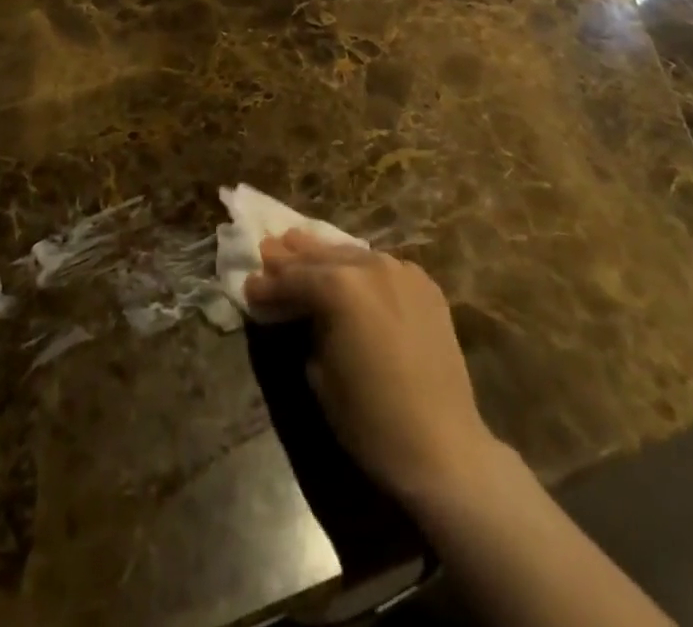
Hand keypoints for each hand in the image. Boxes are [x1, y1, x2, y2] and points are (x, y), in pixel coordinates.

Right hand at [244, 231, 495, 510]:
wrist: (443, 447)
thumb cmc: (370, 419)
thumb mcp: (318, 373)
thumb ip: (306, 326)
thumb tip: (300, 311)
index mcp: (339, 287)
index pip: (292, 278)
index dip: (267, 284)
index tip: (249, 285)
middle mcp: (369, 266)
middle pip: (321, 256)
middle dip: (292, 257)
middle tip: (268, 249)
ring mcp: (401, 271)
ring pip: (352, 253)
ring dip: (325, 255)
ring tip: (300, 245)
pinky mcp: (425, 286)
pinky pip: (382, 266)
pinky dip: (360, 266)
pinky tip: (349, 269)